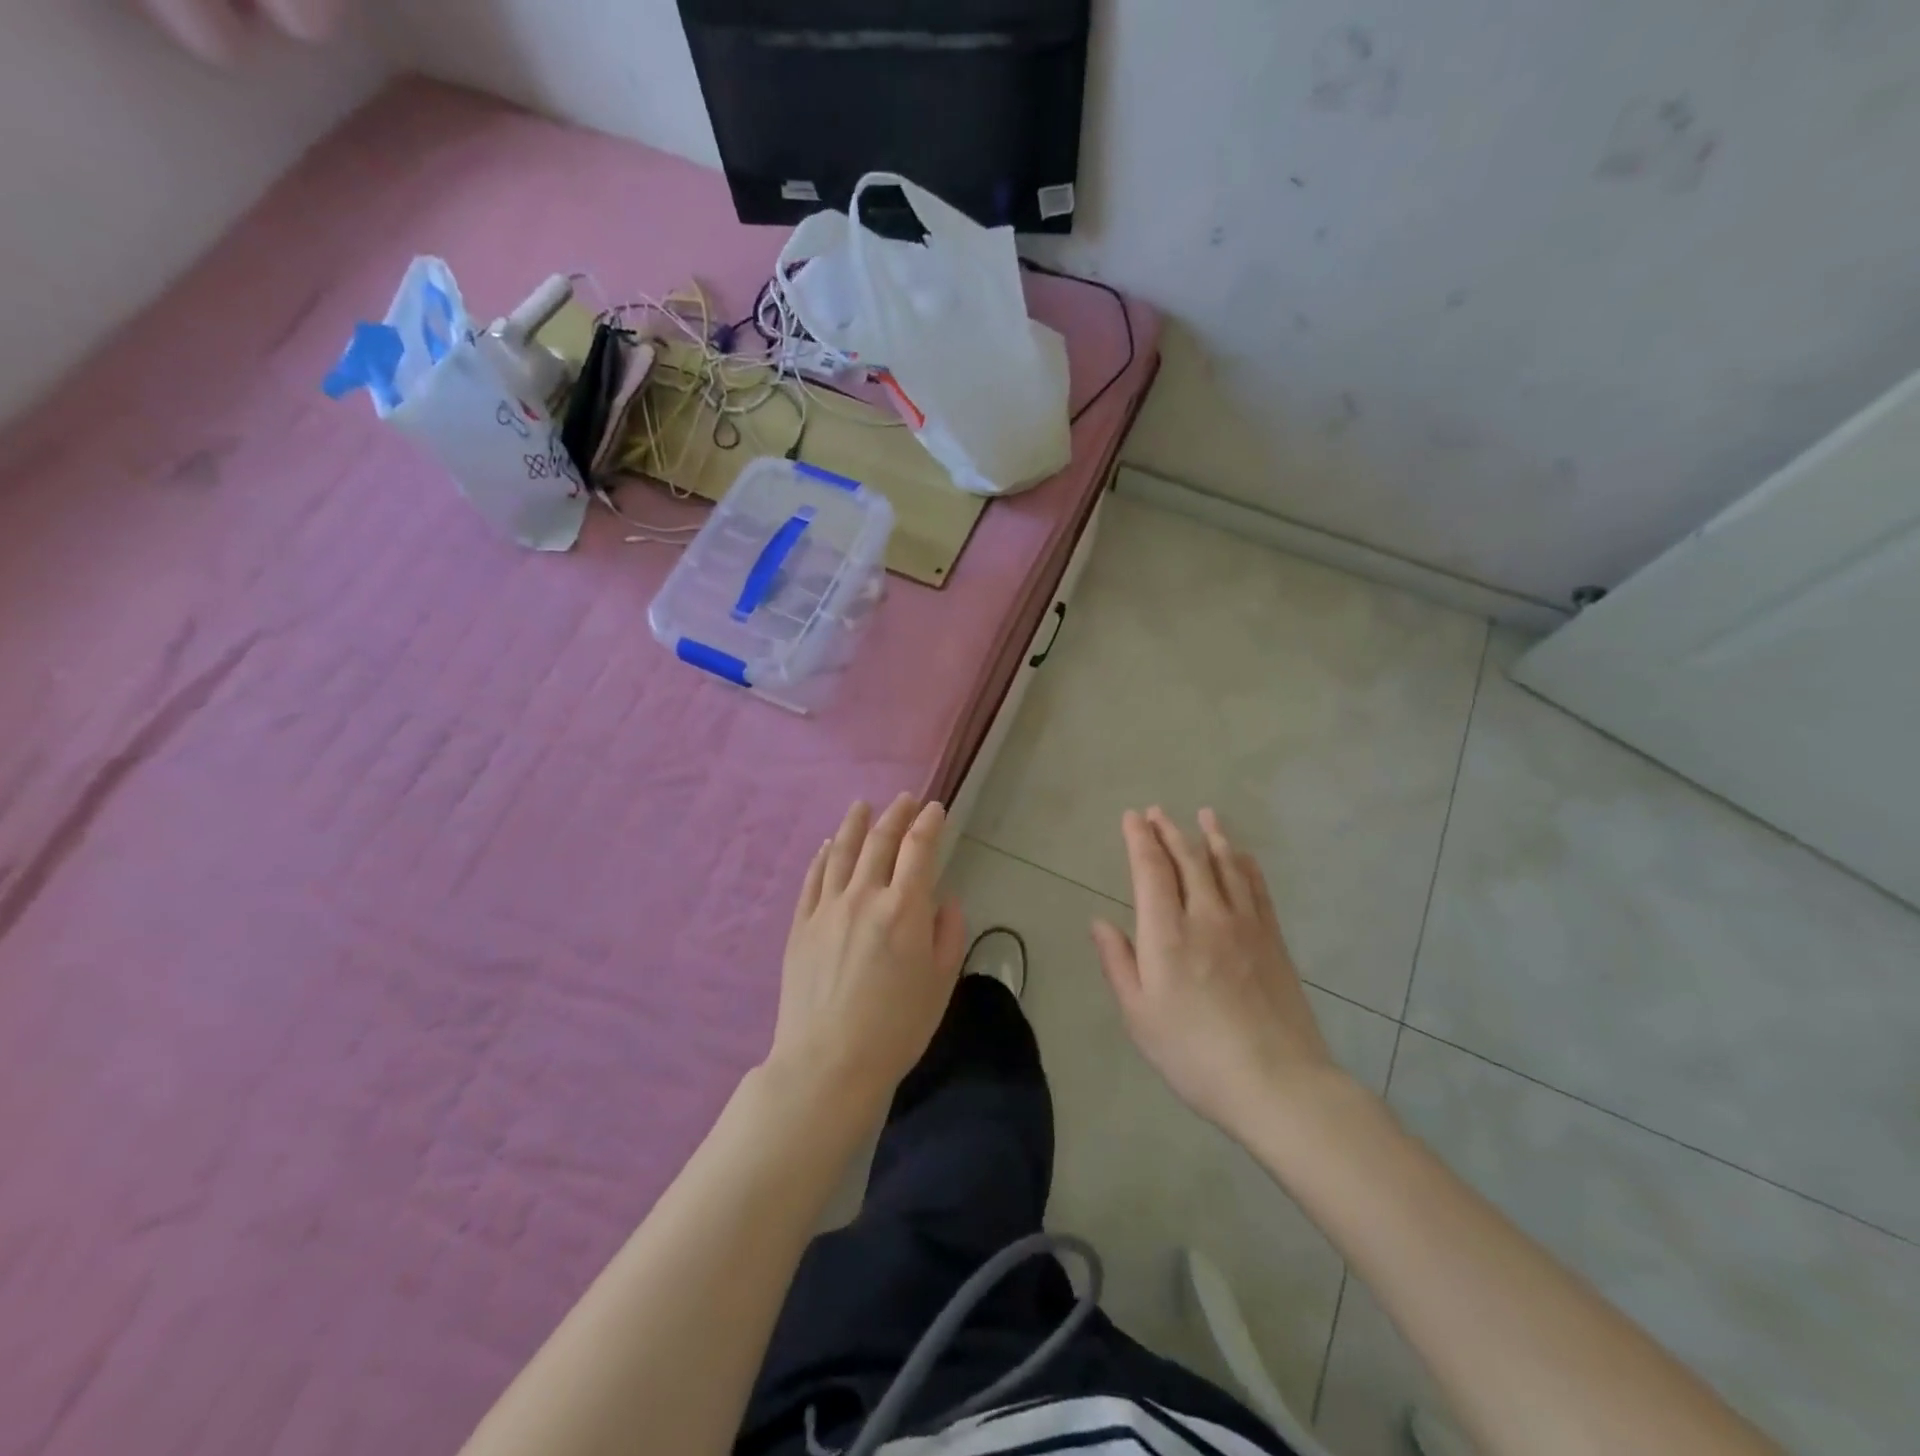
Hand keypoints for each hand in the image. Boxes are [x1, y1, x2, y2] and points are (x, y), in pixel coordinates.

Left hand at [768, 795, 967, 1113]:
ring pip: (842, 852)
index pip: (919, 849)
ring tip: (862, 805)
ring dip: (855, 824)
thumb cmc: (895, 1029)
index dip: (929, 824)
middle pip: (880, 842)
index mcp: (904, 909)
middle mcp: (864, 897)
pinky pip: (813, 879)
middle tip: (905, 800)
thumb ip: (948, 934)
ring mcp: (827, 908)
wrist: (828, 1063)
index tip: (936, 809)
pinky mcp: (801, 925)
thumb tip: (945, 901)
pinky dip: (823, 856)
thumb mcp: (940, 984)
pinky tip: (828, 845)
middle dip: (895, 815)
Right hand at [1090, 807, 1339, 1133]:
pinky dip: (1245, 864)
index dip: (1140, 839)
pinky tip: (1241, 855)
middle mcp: (1206, 916)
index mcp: (1167, 934)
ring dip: (1211, 836)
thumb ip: (1118, 963)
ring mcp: (1245, 925)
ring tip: (1204, 815)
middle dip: (1170, 831)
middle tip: (1157, 811)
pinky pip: (1257, 887)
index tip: (1133, 817)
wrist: (1276, 1082)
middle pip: (1188, 859)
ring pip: (1226, 866)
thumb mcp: (1139, 1016)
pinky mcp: (1273, 939)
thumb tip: (1099, 921)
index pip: (1151, 870)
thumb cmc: (1193, 1053)